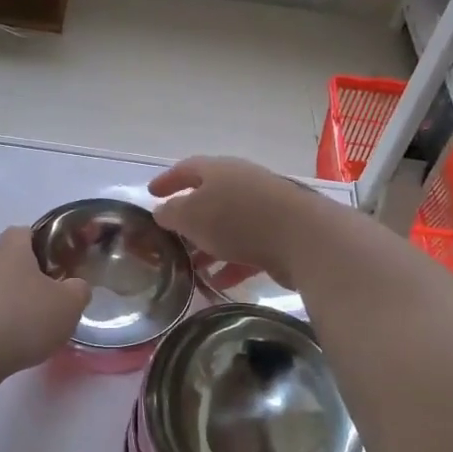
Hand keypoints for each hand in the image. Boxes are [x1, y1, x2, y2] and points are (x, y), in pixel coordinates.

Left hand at [0, 227, 90, 379]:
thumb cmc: (20, 319)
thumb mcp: (67, 306)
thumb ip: (77, 292)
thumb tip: (75, 286)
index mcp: (11, 249)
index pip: (23, 232)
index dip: (39, 246)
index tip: (53, 267)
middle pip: (1, 260)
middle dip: (18, 276)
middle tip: (39, 301)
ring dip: (0, 303)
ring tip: (19, 331)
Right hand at [149, 156, 329, 287]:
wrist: (302, 237)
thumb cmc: (237, 218)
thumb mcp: (191, 215)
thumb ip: (172, 214)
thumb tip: (162, 212)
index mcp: (219, 170)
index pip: (187, 169)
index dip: (167, 180)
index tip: (151, 193)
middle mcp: (242, 183)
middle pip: (209, 198)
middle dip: (189, 220)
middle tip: (171, 238)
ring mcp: (264, 209)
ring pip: (228, 226)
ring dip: (209, 246)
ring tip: (191, 267)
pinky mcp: (281, 235)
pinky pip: (248, 248)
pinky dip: (231, 264)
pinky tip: (218, 282)